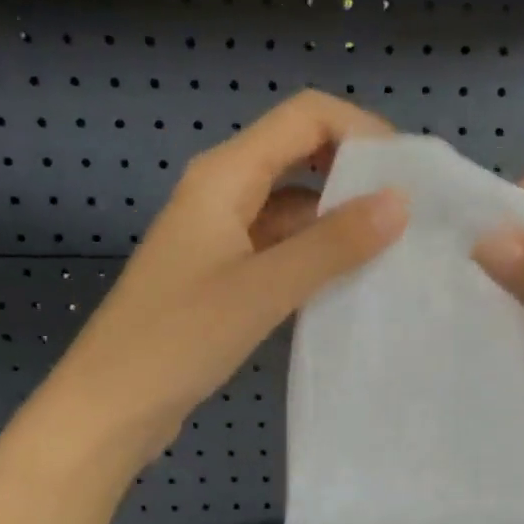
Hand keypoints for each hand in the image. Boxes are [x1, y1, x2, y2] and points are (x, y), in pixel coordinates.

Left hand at [36, 91, 407, 469]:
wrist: (112, 406)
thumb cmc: (178, 339)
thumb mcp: (263, 288)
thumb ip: (332, 245)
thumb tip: (399, 202)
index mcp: (225, 175)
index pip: (305, 117)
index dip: (362, 131)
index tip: (408, 174)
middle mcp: (225, 192)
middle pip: (302, 154)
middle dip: (358, 173)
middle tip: (412, 212)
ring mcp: (225, 235)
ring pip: (297, 206)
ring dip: (343, 219)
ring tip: (397, 249)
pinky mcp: (229, 274)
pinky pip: (286, 247)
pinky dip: (321, 255)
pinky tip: (355, 281)